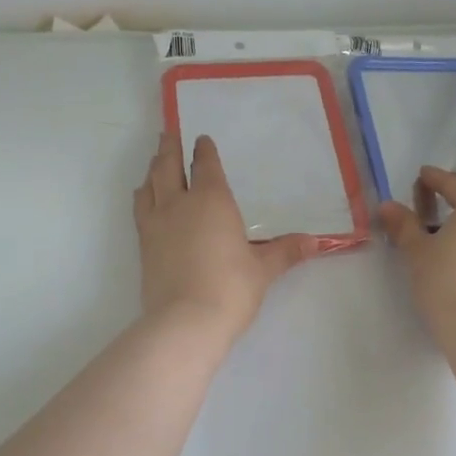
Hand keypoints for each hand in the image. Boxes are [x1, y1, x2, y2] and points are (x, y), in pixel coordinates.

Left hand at [133, 131, 317, 342]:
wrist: (185, 321)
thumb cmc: (231, 288)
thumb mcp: (263, 269)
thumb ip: (285, 251)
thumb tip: (314, 242)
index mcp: (212, 200)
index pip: (206, 166)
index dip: (204, 150)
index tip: (201, 139)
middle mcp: (179, 203)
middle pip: (169, 166)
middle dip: (170, 148)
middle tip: (169, 134)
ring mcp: (156, 223)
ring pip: (150, 185)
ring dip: (153, 169)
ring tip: (155, 163)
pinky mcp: (143, 245)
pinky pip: (140, 209)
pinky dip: (143, 196)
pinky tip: (145, 199)